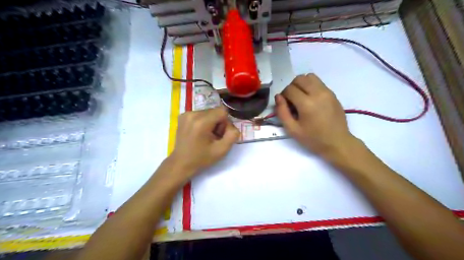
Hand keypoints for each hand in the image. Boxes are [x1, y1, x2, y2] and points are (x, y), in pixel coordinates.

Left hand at [169, 106, 238, 175]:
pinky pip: (200, 114)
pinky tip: (199, 133)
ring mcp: (186, 114)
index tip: (220, 134)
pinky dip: (203, 121)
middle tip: (213, 137)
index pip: (222, 111)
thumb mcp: (222, 150)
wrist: (181, 163)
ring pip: (208, 112)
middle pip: (215, 111)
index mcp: (201, 122)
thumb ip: (232, 135)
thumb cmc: (201, 158)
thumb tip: (232, 125)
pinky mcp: (183, 115)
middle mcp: (193, 114)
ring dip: (211, 122)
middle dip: (218, 123)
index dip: (225, 123)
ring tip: (205, 136)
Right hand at [275, 73, 357, 157]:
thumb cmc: (313, 139)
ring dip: (301, 84)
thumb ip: (282, 112)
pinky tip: (311, 100)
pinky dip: (311, 86)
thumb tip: (278, 97)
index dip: (284, 96)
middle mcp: (318, 93)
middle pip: (299, 79)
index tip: (285, 105)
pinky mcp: (333, 93)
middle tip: (292, 100)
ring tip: (301, 97)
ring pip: (309, 76)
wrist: (337, 142)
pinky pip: (318, 82)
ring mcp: (327, 92)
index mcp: (307, 104)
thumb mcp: (292, 129)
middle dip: (291, 87)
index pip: (289, 89)